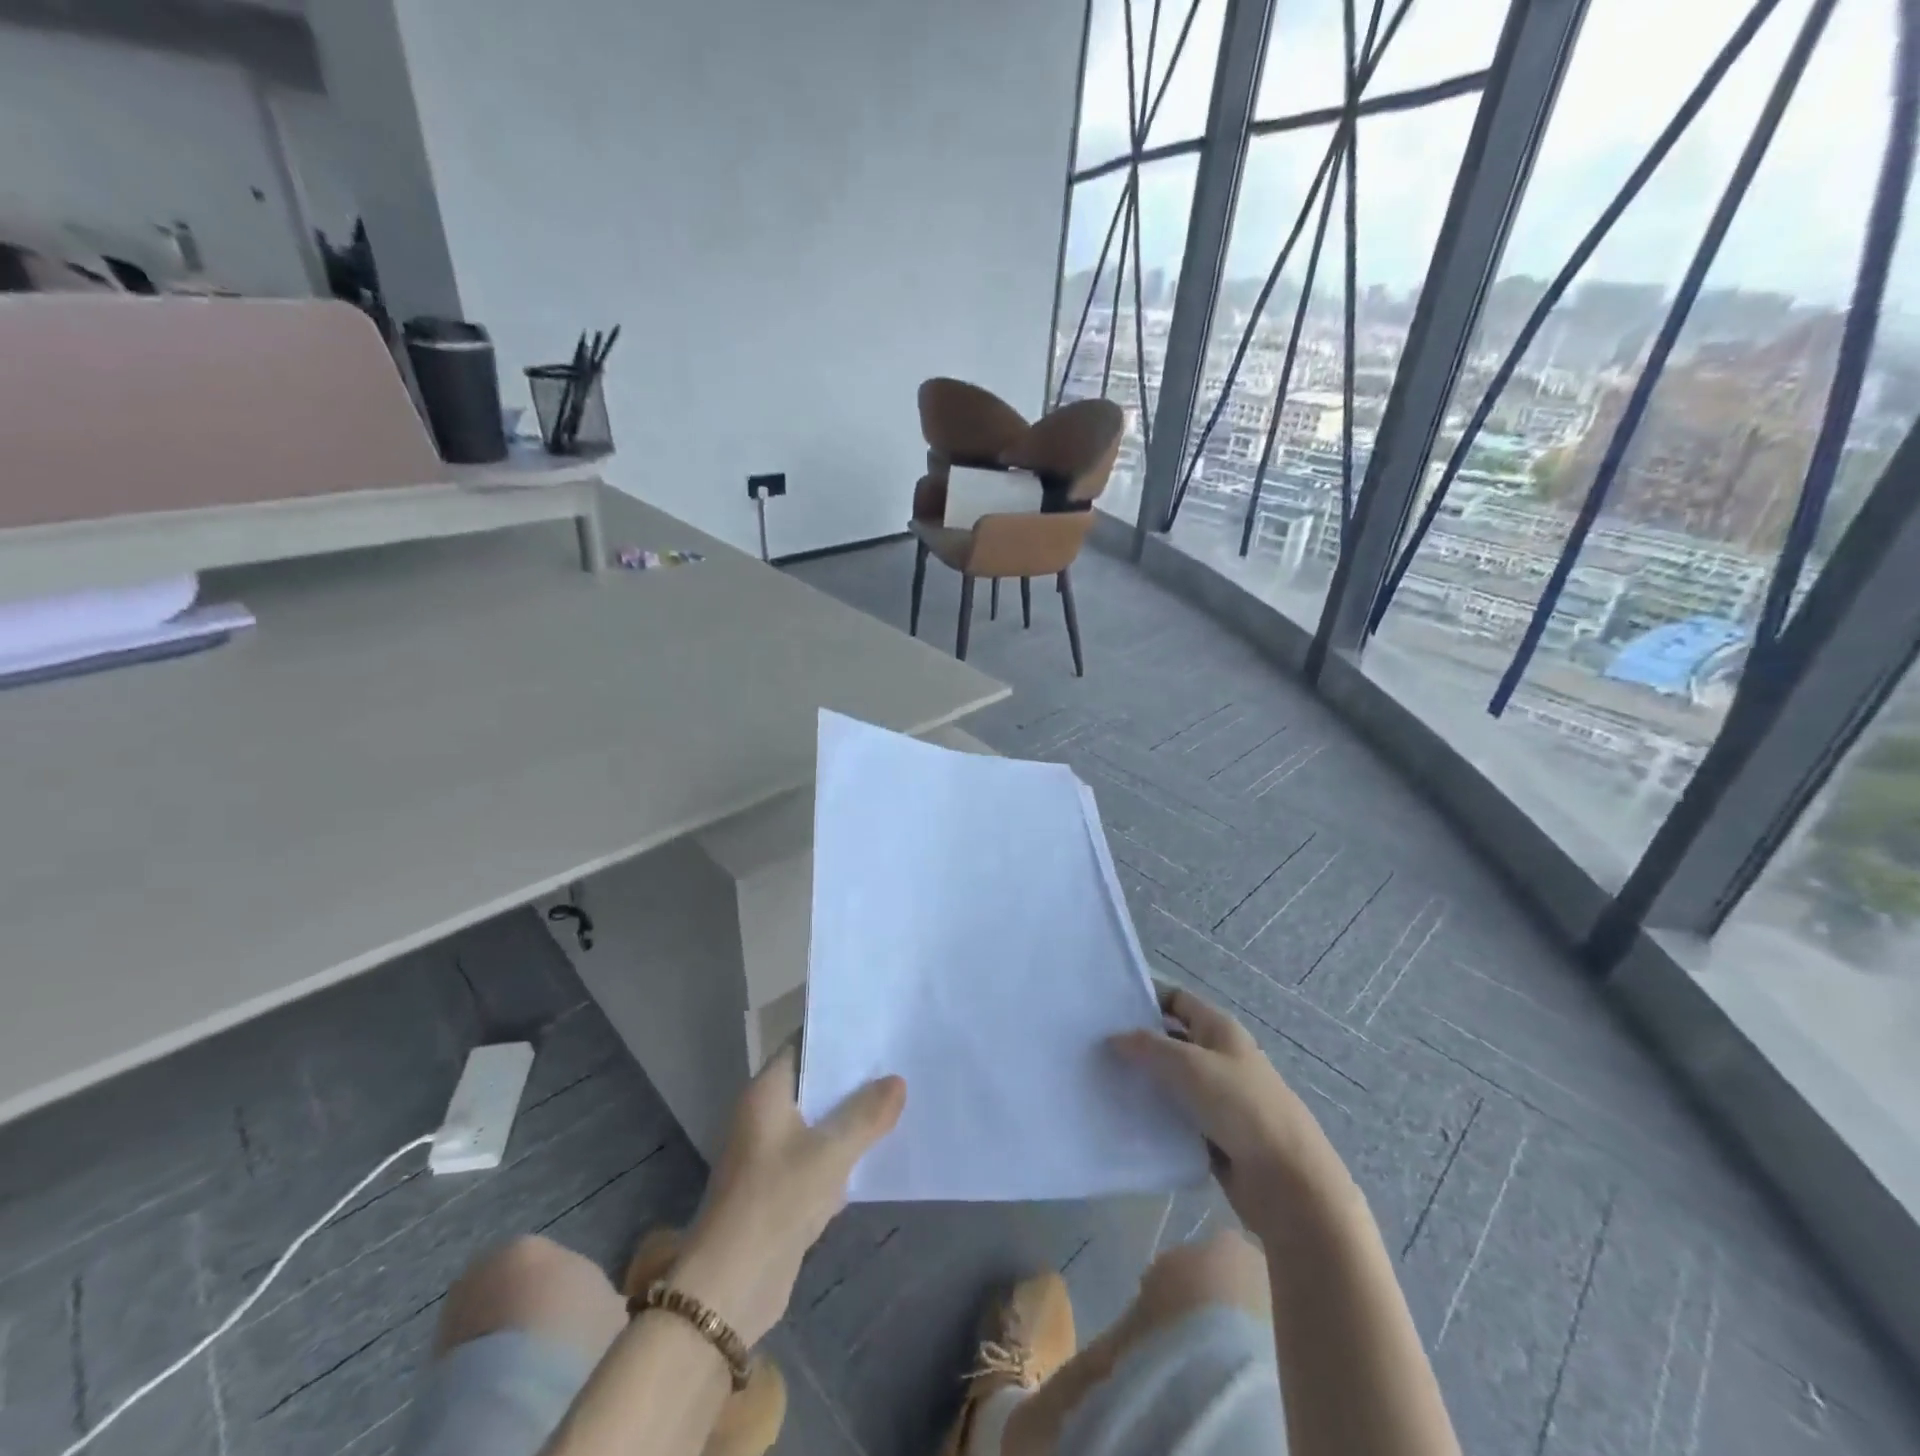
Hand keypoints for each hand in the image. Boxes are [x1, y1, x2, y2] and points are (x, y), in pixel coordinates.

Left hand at [670, 1048, 905, 1345]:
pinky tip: (879, 1149)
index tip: (876, 1026)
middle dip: (852, 1077)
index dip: (837, 1035)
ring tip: (898, 1097)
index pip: (803, 1045)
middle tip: (897, 1060)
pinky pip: (818, 1155)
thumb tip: (897, 1081)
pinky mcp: (781, 1187)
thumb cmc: (775, 1202)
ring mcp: (772, 1153)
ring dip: (851, 1117)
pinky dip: (844, 1152)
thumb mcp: (829, 1154)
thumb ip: (866, 1115)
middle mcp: (765, 1115)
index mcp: (766, 1094)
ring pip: (819, 1121)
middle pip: (814, 1083)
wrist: (730, 1288)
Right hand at [1112, 984, 1355, 1231]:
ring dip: (1144, 1083)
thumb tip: (1114, 1037)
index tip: (1106, 1007)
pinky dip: (1156, 1117)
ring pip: (1171, 1082)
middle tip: (1094, 1048)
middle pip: (1171, 1040)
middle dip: (1138, 1043)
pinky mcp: (1214, 1135)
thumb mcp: (1190, 1065)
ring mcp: (1218, 1097)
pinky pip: (1177, 1118)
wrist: (1288, 1182)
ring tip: (1101, 1083)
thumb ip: (1149, 1047)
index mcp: (1220, 1029)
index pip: (1177, 999)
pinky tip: (1125, 1120)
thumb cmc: (1241, 1107)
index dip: (1145, 998)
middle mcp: (1219, 1056)